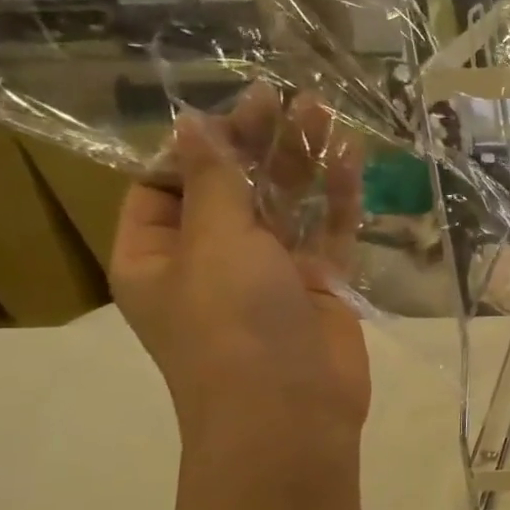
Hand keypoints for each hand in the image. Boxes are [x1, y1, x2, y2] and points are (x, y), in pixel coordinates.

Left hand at [110, 86, 368, 443]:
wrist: (291, 412)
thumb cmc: (233, 326)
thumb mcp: (214, 245)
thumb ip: (214, 182)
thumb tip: (193, 123)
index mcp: (158, 254)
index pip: (165, 184)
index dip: (197, 145)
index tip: (234, 110)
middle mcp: (212, 260)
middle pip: (233, 188)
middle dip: (259, 143)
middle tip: (287, 96)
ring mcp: (271, 274)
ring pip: (287, 206)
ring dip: (302, 161)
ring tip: (323, 110)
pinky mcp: (320, 285)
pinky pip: (327, 233)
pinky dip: (338, 198)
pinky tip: (351, 158)